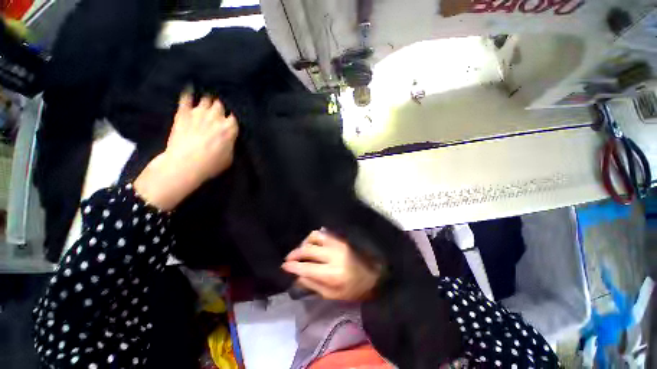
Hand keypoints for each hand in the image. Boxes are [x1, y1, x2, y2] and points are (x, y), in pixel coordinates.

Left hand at [134, 91, 237, 210]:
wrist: (185, 164)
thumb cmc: (211, 164)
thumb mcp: (229, 157)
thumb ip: (231, 144)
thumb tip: (229, 139)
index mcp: (229, 128)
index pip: (234, 117)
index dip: (232, 118)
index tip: (231, 120)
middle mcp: (216, 117)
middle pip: (220, 105)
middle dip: (220, 107)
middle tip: (219, 111)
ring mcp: (198, 113)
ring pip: (206, 100)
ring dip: (207, 102)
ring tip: (207, 103)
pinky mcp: (183, 114)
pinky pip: (186, 99)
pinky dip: (188, 95)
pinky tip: (189, 90)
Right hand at [282, 230, 381, 300]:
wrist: (373, 276)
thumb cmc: (353, 290)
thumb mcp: (332, 295)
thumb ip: (313, 284)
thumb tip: (297, 275)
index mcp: (332, 273)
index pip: (307, 266)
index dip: (293, 265)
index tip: (284, 265)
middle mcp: (334, 255)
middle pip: (309, 249)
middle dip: (295, 253)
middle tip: (288, 258)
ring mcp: (338, 244)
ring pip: (316, 236)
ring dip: (305, 242)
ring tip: (301, 250)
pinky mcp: (341, 239)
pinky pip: (324, 233)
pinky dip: (315, 237)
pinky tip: (312, 244)